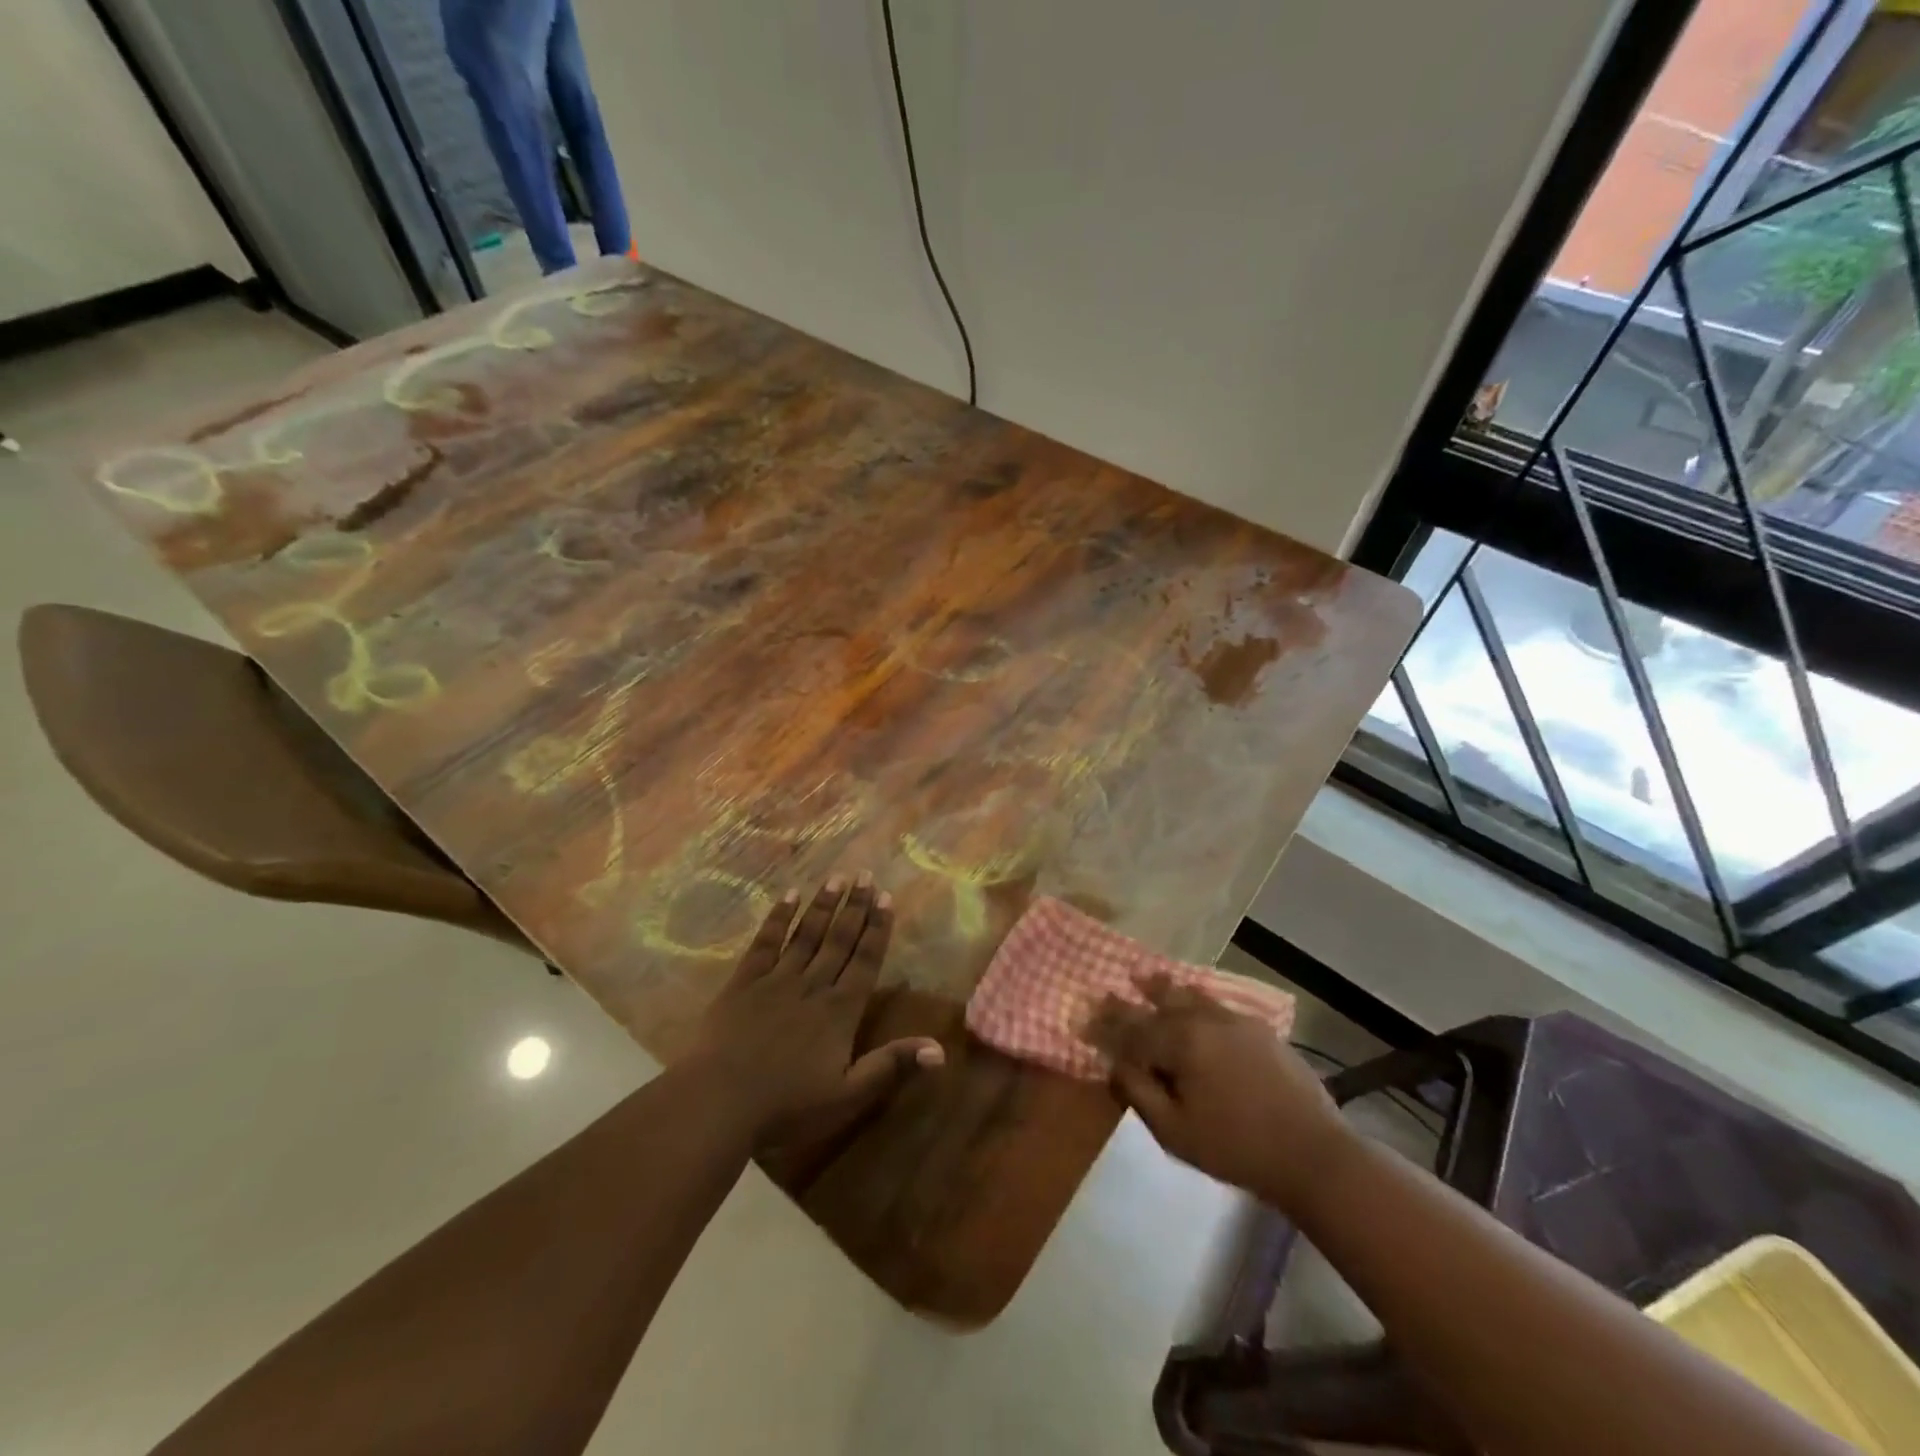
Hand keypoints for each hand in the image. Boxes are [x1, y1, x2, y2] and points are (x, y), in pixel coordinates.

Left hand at [683, 874, 943, 1148]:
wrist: (718, 1101)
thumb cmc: (787, 1106)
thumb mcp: (847, 1095)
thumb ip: (891, 1066)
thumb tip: (940, 1049)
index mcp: (839, 1011)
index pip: (865, 961)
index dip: (877, 929)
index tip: (887, 898)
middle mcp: (812, 985)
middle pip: (838, 940)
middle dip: (855, 907)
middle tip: (866, 875)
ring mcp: (776, 980)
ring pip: (806, 935)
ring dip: (823, 905)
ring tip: (837, 877)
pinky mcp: (743, 982)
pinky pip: (765, 942)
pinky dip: (778, 918)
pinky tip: (788, 896)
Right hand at [1088, 974, 1353, 1210]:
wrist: (1312, 1153)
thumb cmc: (1235, 1147)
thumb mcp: (1174, 1131)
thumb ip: (1139, 1092)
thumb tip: (1116, 1063)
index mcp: (1180, 1041)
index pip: (1132, 1028)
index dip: (1105, 1025)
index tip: (1084, 1017)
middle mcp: (1204, 1019)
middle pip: (1160, 1000)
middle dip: (1132, 996)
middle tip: (1110, 990)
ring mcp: (1236, 1020)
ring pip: (1190, 995)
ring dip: (1164, 988)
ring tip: (1146, 977)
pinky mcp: (1260, 1029)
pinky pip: (1216, 1004)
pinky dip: (1196, 999)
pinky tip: (1194, 1002)